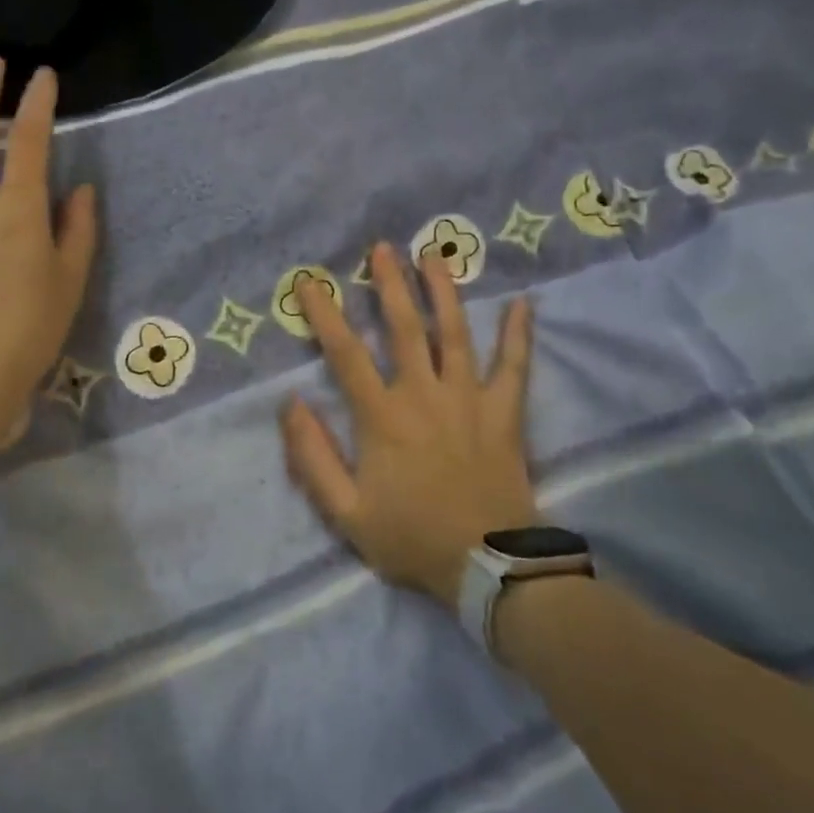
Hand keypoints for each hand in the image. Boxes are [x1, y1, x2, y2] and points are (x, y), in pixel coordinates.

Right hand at [280, 242, 537, 607]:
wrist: (486, 565)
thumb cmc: (410, 538)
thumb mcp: (344, 512)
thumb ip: (312, 457)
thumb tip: (291, 404)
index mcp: (382, 416)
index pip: (345, 354)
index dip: (324, 314)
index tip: (310, 281)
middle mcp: (423, 394)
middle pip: (404, 327)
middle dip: (389, 284)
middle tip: (382, 247)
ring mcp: (468, 398)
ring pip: (453, 333)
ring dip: (443, 291)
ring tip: (435, 253)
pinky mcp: (504, 412)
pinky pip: (514, 366)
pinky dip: (518, 334)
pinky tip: (522, 303)